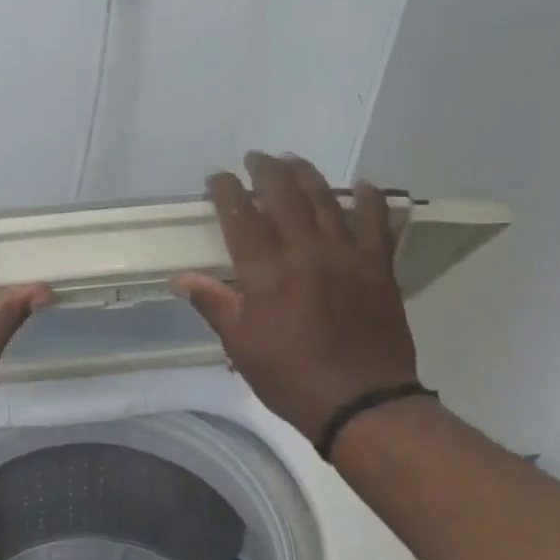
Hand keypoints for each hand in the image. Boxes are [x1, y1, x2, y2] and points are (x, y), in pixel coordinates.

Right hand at [170, 154, 421, 445]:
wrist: (360, 401)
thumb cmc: (289, 377)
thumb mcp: (241, 346)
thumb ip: (214, 304)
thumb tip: (181, 278)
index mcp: (266, 272)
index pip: (241, 216)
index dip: (227, 192)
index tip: (217, 178)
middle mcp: (305, 252)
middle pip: (284, 196)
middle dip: (266, 171)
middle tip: (255, 158)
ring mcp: (347, 255)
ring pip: (326, 200)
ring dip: (307, 175)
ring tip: (293, 161)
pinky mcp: (379, 266)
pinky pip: (377, 222)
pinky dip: (370, 199)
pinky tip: (363, 185)